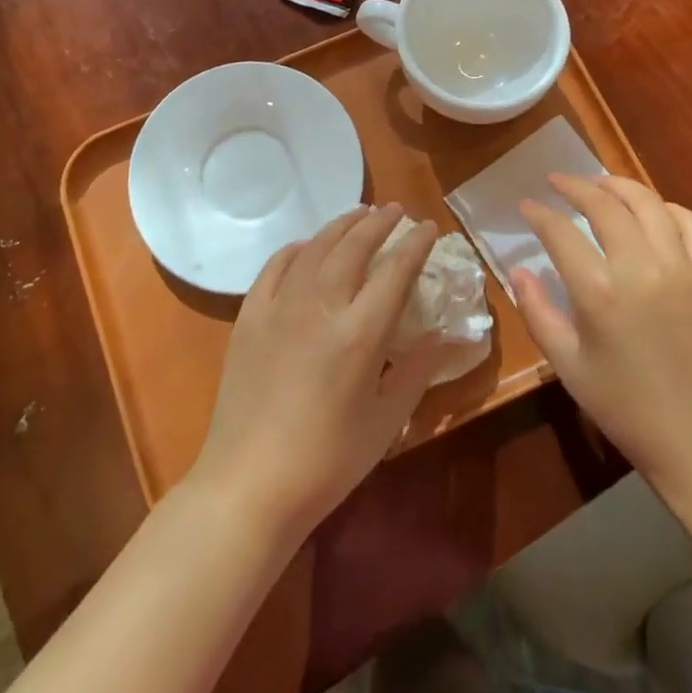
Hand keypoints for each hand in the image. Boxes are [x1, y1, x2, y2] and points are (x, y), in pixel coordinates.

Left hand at [189, 204, 445, 540]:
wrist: (249, 482)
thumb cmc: (327, 461)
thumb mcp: (386, 422)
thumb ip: (416, 371)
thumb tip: (442, 335)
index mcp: (360, 333)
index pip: (396, 270)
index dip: (415, 244)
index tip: (428, 227)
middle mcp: (320, 306)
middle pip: (354, 246)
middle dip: (379, 223)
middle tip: (396, 209)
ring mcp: (280, 307)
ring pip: (315, 248)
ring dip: (341, 226)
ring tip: (359, 215)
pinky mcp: (250, 317)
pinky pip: (275, 267)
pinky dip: (295, 249)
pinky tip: (306, 247)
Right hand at [508, 175, 691, 500]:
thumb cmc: (623, 406)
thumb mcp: (567, 364)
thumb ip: (537, 311)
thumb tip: (518, 270)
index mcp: (599, 292)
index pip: (560, 232)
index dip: (539, 214)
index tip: (527, 206)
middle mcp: (642, 269)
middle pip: (605, 206)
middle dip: (575, 186)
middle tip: (558, 182)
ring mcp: (684, 271)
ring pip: (650, 205)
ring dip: (620, 186)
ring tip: (601, 183)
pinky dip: (670, 210)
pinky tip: (655, 211)